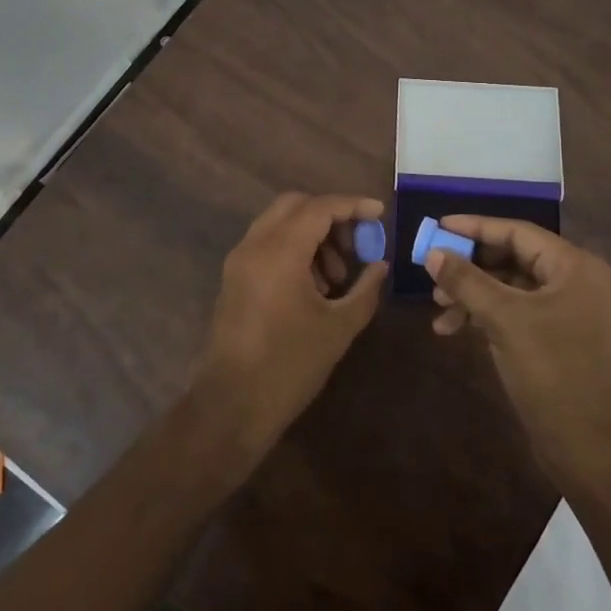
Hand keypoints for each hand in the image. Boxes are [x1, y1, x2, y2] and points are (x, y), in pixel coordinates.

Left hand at [191, 193, 388, 468]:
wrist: (230, 405)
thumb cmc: (289, 365)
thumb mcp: (339, 327)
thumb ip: (365, 289)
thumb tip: (380, 265)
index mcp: (280, 251)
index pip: (320, 207)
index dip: (353, 206)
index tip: (380, 214)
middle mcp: (254, 245)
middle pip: (295, 205)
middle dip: (330, 216)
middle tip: (356, 244)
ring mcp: (239, 261)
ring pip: (279, 224)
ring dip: (311, 235)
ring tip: (336, 276)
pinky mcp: (233, 279)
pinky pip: (266, 245)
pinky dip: (293, 249)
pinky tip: (313, 286)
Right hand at [427, 217, 610, 488]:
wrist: (588, 447)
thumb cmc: (551, 371)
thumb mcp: (503, 319)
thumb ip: (466, 280)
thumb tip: (432, 253)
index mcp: (575, 266)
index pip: (517, 232)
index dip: (475, 227)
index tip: (439, 226)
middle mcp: (577, 281)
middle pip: (513, 258)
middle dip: (470, 267)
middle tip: (434, 273)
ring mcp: (570, 311)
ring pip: (511, 287)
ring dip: (473, 294)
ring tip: (438, 307)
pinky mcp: (560, 337)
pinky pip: (518, 311)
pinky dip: (487, 316)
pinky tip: (454, 329)